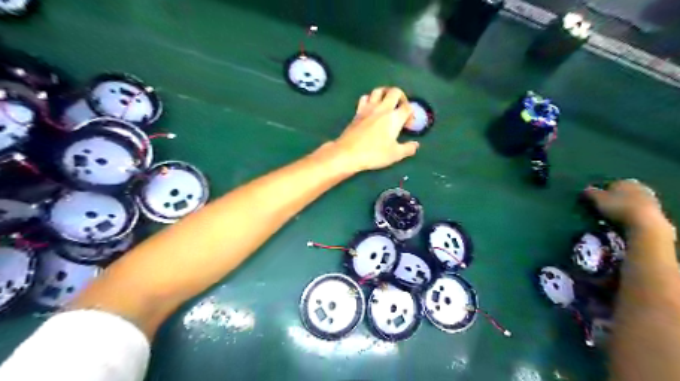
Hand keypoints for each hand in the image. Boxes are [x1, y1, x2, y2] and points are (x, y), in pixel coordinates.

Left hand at [331, 86, 420, 170]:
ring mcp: (368, 108)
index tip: (408, 126)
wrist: (348, 153)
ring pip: (378, 90)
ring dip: (385, 93)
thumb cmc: (374, 154)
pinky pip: (365, 98)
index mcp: (394, 117)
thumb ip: (408, 149)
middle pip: (395, 91)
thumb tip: (416, 145)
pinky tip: (371, 108)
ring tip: (387, 104)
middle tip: (400, 108)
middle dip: (401, 97)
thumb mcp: (395, 155)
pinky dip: (370, 99)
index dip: (412, 114)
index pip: (408, 107)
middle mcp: (382, 108)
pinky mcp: (357, 112)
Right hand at [585, 180, 674, 233]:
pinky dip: (627, 216)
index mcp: (625, 181)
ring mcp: (649, 200)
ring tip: (608, 219)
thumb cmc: (618, 207)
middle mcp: (639, 187)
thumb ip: (590, 192)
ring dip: (619, 209)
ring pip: (628, 203)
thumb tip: (585, 189)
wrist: (645, 224)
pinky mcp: (654, 213)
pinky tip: (620, 223)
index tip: (592, 202)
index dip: (599, 193)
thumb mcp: (597, 199)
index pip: (609, 184)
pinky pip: (635, 213)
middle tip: (599, 211)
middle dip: (611, 201)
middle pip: (620, 194)